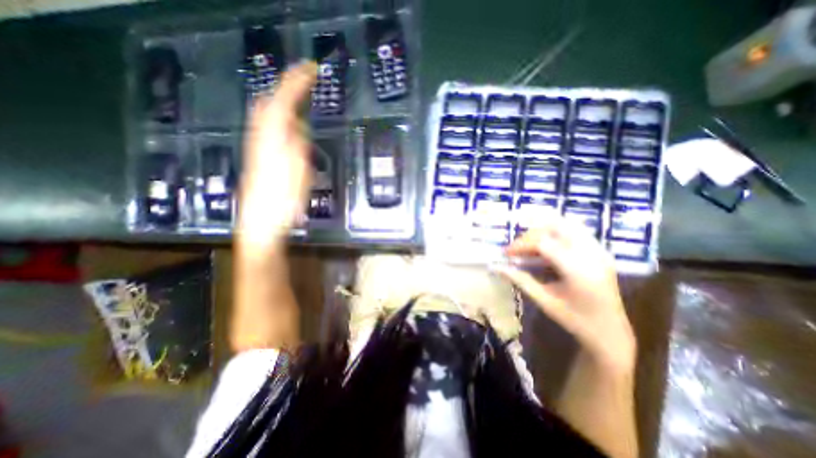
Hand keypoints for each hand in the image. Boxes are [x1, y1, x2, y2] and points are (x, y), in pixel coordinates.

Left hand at [239, 61, 316, 253]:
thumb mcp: (299, 173)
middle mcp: (259, 137)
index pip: (281, 101)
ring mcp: (257, 147)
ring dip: (284, 102)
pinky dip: (281, 119)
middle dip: (286, 88)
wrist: (261, 223)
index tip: (311, 69)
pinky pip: (268, 128)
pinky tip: (291, 124)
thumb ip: (298, 145)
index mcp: (271, 139)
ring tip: (301, 97)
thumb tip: (299, 125)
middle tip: (306, 81)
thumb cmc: (283, 201)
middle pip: (267, 103)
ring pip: (267, 115)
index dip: (295, 83)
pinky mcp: (258, 157)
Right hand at [498, 215, 635, 371]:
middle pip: (555, 227)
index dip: (521, 244)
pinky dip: (556, 233)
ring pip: (567, 224)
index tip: (506, 253)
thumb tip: (497, 267)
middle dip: (531, 234)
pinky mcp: (601, 251)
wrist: (611, 332)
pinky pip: (575, 231)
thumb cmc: (575, 320)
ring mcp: (599, 250)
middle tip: (518, 249)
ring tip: (530, 245)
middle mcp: (592, 254)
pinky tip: (547, 247)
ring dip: (544, 230)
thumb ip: (520, 280)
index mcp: (578, 270)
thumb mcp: (544, 301)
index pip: (543, 243)